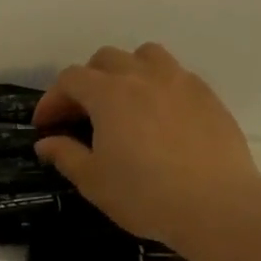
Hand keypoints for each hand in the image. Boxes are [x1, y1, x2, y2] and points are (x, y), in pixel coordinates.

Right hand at [33, 43, 260, 250]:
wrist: (215, 205)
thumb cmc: (143, 194)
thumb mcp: (93, 180)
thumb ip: (65, 155)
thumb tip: (46, 142)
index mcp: (109, 94)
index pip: (70, 79)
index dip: (52, 99)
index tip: (45, 125)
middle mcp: (143, 76)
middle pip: (106, 59)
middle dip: (86, 81)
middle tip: (80, 114)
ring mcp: (180, 82)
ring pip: (145, 56)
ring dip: (125, 72)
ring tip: (122, 102)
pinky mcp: (207, 96)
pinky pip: (175, 75)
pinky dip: (156, 86)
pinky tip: (157, 117)